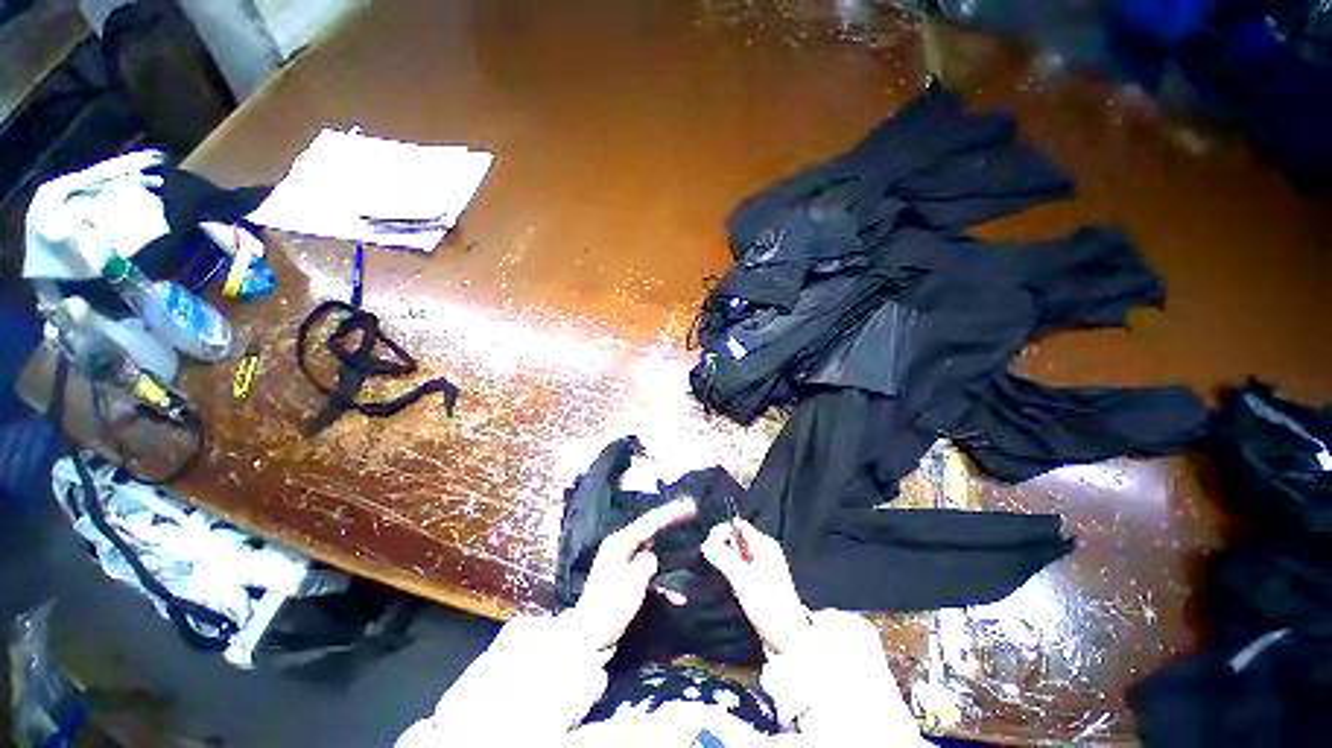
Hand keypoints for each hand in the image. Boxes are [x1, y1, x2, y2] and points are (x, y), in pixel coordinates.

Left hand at [568, 498, 696, 650]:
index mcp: (618, 544)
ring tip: (684, 525)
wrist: (589, 637)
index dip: (669, 514)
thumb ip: (644, 566)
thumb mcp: (629, 588)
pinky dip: (660, 551)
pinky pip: (647, 553)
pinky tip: (671, 552)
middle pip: (648, 526)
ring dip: (665, 533)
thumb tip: (652, 555)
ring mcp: (621, 556)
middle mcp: (619, 544)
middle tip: (689, 510)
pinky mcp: (625, 568)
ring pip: (649, 538)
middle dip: (668, 519)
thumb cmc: (608, 611)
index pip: (647, 523)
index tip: (687, 506)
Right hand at [702, 518, 811, 653]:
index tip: (709, 546)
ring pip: (740, 551)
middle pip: (738, 537)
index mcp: (764, 543)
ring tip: (725, 575)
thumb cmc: (766, 604)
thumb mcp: (740, 578)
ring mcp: (768, 563)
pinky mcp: (766, 577)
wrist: (788, 635)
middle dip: (724, 547)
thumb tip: (705, 543)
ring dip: (729, 560)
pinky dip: (736, 569)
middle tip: (715, 563)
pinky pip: (745, 563)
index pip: (738, 525)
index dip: (721, 531)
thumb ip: (722, 557)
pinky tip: (734, 583)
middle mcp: (767, 549)